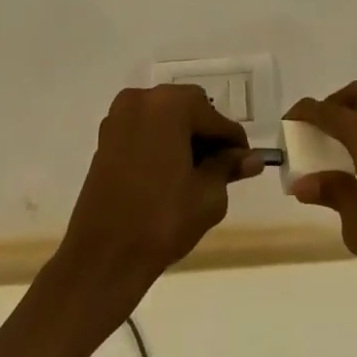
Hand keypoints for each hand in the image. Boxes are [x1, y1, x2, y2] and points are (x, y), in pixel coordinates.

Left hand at [58, 85, 264, 301]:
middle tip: (220, 169)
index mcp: (170, 105)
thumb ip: (229, 168)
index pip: (215, 118)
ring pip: (165, 118)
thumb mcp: (207, 195)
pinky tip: (170, 173)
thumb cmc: (161, 221)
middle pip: (189, 109)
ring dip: (183, 137)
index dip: (234, 142)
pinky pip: (144, 129)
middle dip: (207, 135)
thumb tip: (253, 159)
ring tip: (196, 173)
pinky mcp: (106, 137)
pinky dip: (160, 143)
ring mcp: (120, 116)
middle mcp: (142, 99)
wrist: (103, 257)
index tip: (246, 163)